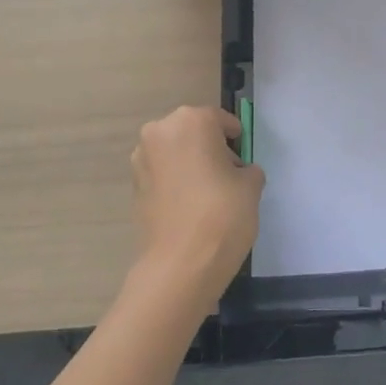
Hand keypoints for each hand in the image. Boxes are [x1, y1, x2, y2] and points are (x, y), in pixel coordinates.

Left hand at [130, 106, 264, 312]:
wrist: (181, 264)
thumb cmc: (223, 213)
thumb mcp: (251, 185)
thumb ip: (247, 169)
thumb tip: (239, 173)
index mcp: (191, 121)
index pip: (220, 120)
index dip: (236, 138)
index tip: (244, 157)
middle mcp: (160, 132)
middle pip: (193, 132)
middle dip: (209, 148)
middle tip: (227, 174)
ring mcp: (142, 159)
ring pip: (175, 153)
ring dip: (190, 164)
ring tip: (209, 192)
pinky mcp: (134, 187)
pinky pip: (163, 174)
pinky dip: (176, 182)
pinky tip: (191, 206)